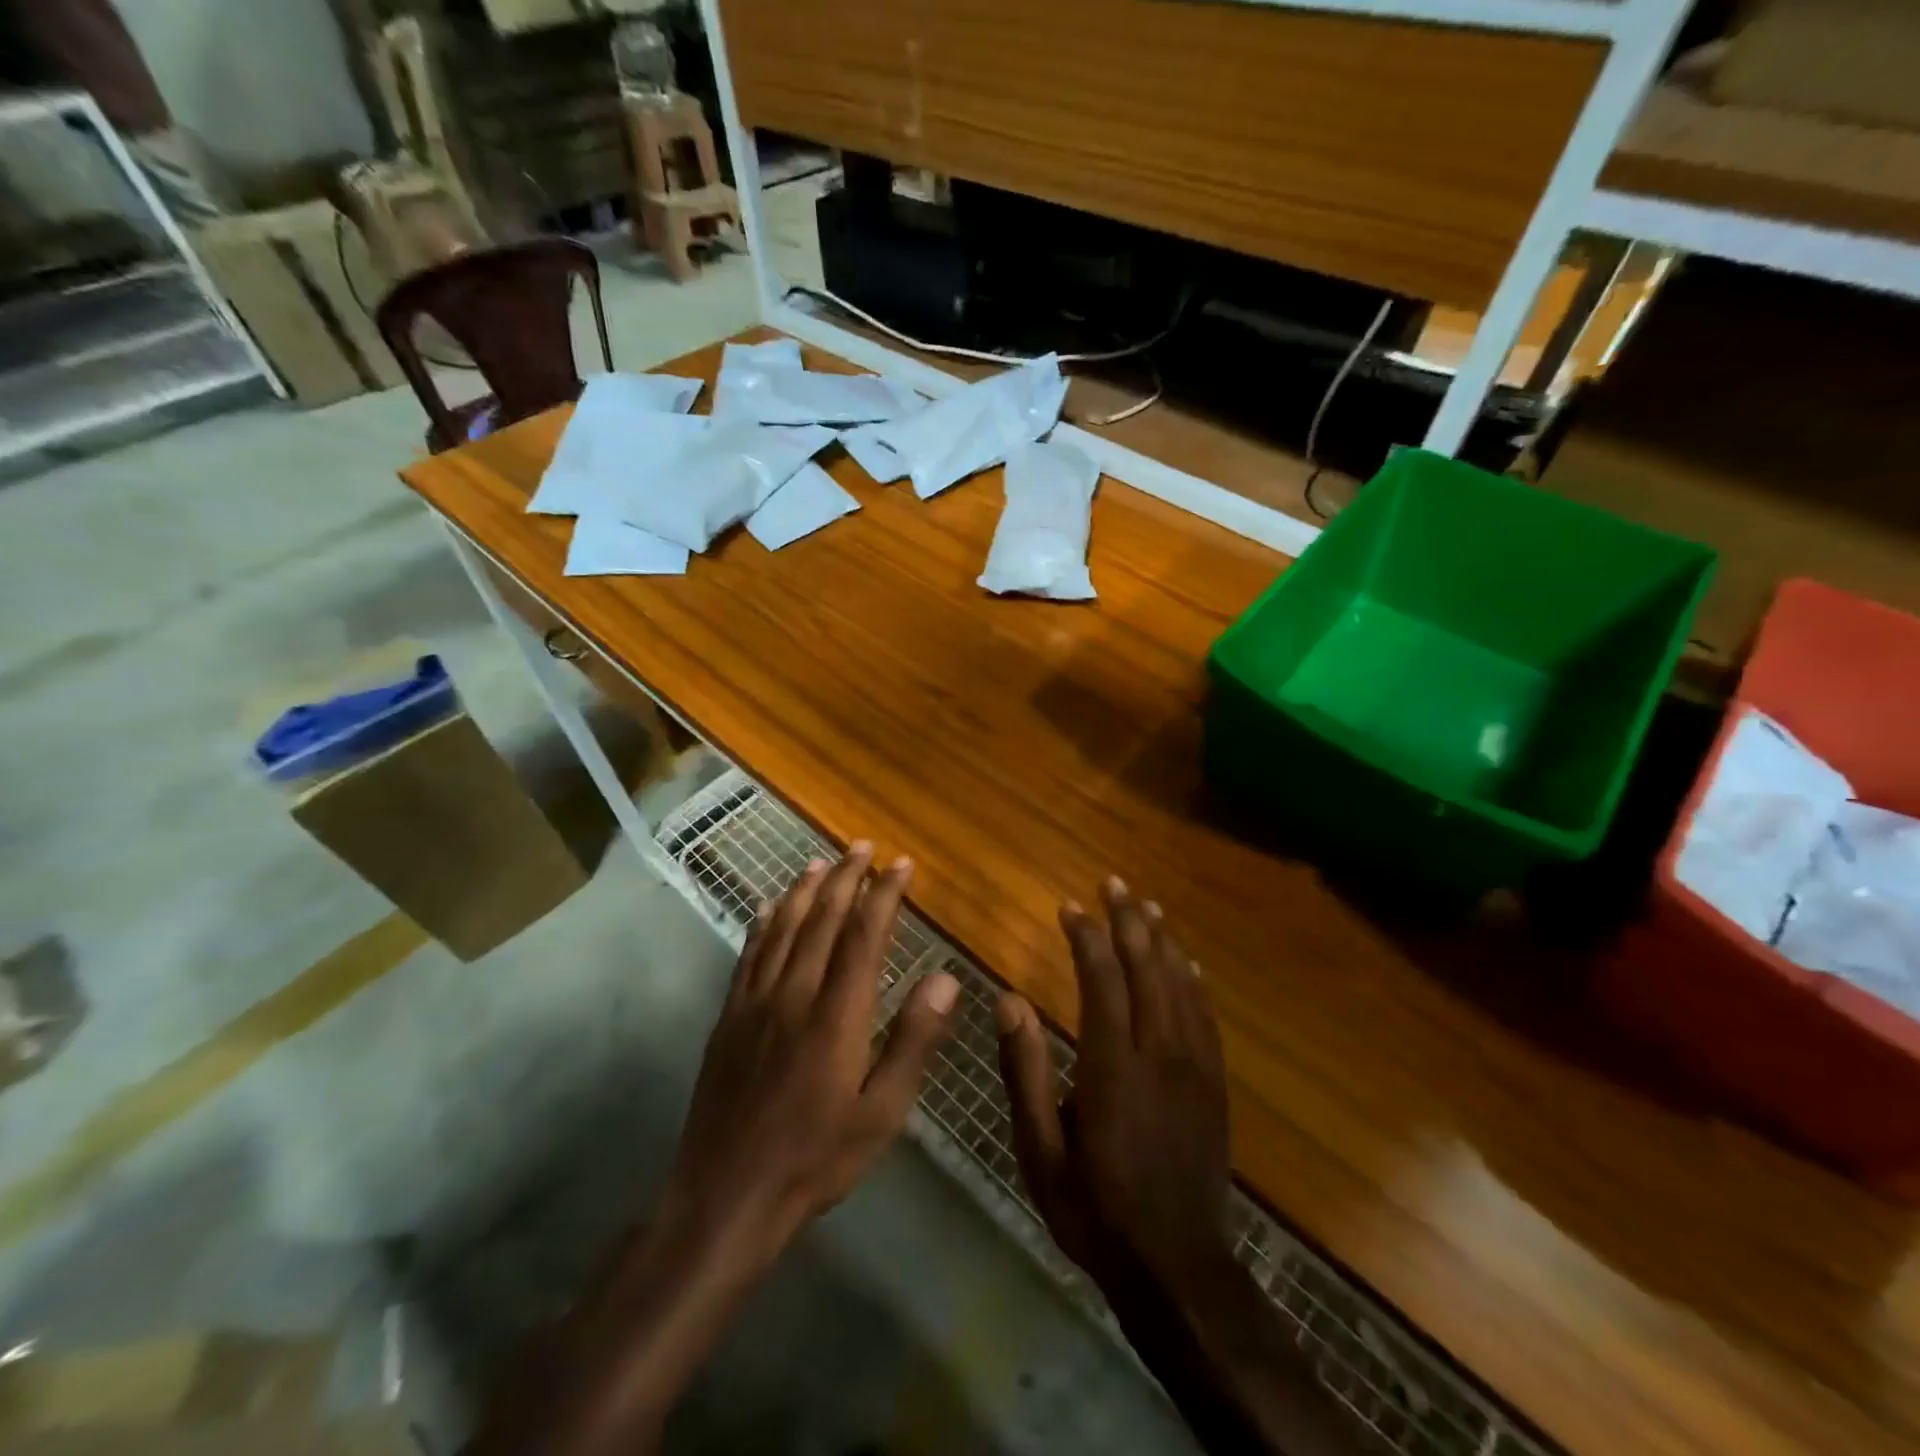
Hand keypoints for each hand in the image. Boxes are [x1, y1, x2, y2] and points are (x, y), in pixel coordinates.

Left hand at [658, 843, 960, 1271]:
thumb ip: (914, 1040)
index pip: (864, 935)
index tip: (902, 865)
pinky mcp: (729, 1017)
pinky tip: (770, 907)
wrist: (726, 1196)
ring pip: (783, 928)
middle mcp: (794, 993)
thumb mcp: (882, 1112)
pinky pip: (749, 954)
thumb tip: (946, 977)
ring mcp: (755, 1002)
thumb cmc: (817, 1158)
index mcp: (837, 1014)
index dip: (884, 894)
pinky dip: (764, 922)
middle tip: (863, 846)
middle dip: (846, 878)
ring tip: (821, 861)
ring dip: (804, 890)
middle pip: (821, 919)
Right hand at [996, 876, 1233, 1314]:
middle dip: (1129, 921)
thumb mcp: (1041, 1151)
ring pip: (1180, 984)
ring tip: (1147, 906)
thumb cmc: (1096, 1209)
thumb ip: (1024, 1072)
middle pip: (1147, 968)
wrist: (1177, 1268)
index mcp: (1113, 1066)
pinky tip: (1187, 962)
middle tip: (1114, 884)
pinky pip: (1205, 1016)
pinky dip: (1193, 980)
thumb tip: (1008, 1000)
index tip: (1070, 907)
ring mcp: (1195, 1067)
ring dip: (1162, 940)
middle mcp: (1160, 1053)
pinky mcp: (1214, 1084)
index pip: (1102, 980)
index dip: (1086, 937)